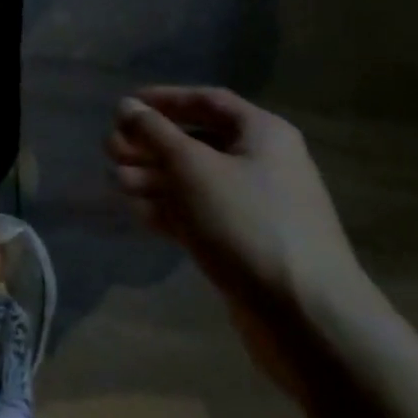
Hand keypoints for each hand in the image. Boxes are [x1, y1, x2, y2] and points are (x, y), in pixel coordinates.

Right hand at [105, 87, 362, 316]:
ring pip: (196, 181)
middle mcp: (262, 164)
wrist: (306, 317)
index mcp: (262, 134)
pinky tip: (138, 212)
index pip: (207, 101)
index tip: (125, 107)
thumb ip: (155, 133)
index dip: (164, 99)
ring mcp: (256, 207)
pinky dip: (170, 210)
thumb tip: (126, 106)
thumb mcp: (192, 168)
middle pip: (198, 142)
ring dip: (154, 178)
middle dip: (152, 144)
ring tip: (117, 182)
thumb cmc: (247, 223)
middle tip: (111, 150)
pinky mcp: (246, 245)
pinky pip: (202, 215)